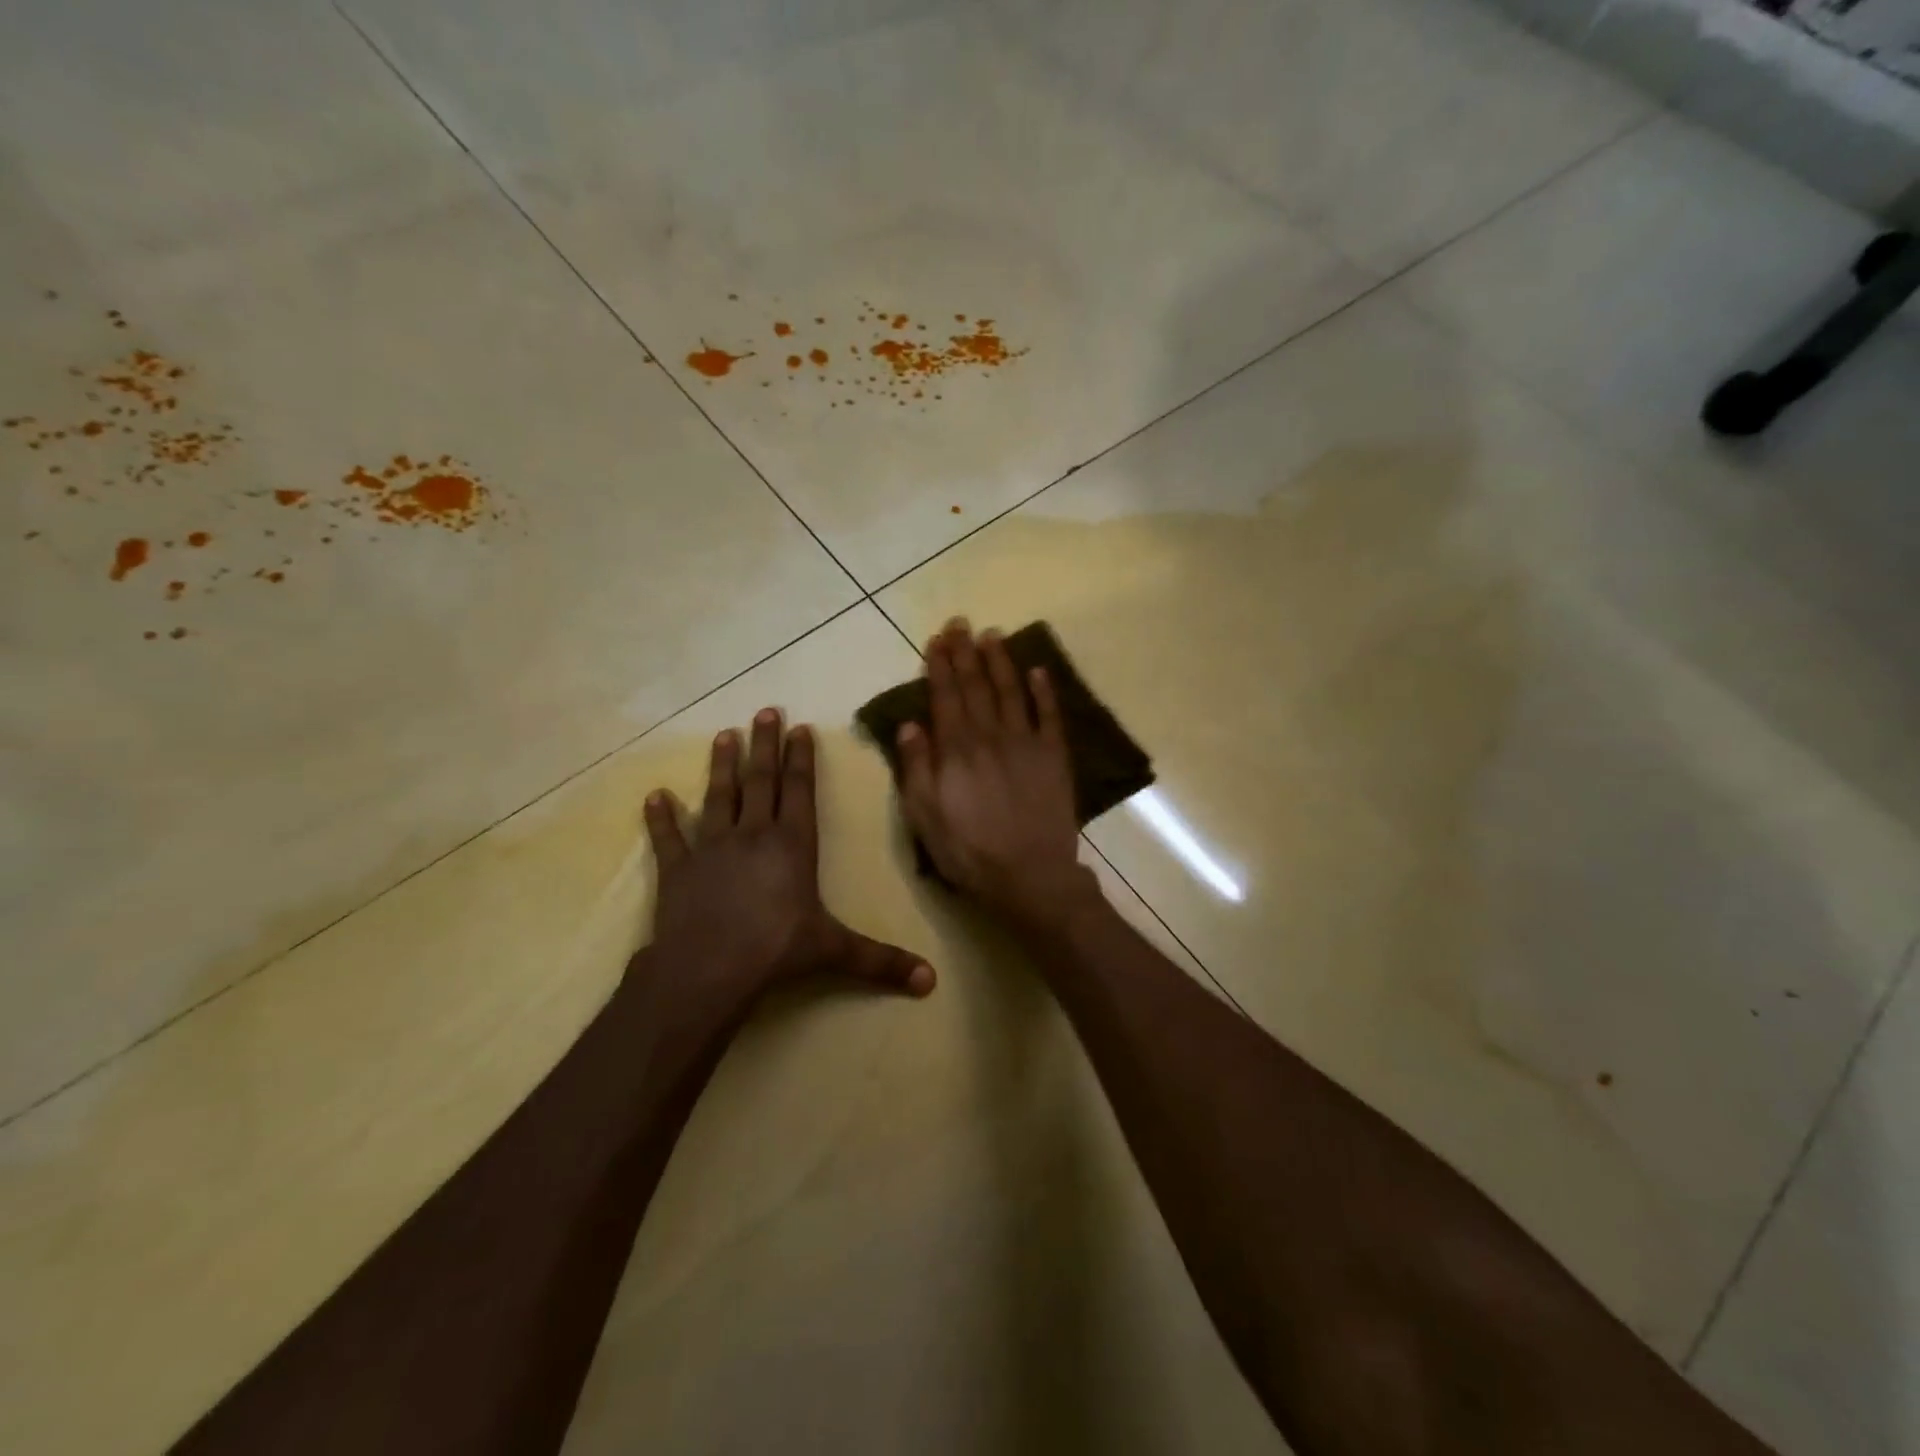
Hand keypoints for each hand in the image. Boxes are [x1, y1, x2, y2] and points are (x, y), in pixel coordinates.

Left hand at [644, 708, 935, 1003]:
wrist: (708, 970)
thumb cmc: (777, 951)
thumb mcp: (836, 952)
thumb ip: (882, 961)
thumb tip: (931, 982)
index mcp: (793, 845)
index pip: (799, 791)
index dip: (800, 758)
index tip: (798, 728)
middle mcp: (753, 834)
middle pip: (760, 781)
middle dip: (764, 745)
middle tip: (764, 711)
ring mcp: (712, 848)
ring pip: (718, 797)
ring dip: (721, 766)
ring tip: (724, 736)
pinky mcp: (678, 869)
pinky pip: (669, 838)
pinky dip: (661, 818)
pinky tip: (655, 796)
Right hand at [896, 620, 1093, 927]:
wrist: (1029, 875)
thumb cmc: (968, 851)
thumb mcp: (924, 817)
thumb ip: (916, 768)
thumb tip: (909, 724)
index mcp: (956, 749)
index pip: (945, 697)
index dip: (939, 666)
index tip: (936, 640)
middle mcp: (990, 735)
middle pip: (976, 686)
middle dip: (965, 653)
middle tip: (960, 623)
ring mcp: (1026, 743)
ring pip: (1011, 691)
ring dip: (1000, 661)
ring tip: (992, 635)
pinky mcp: (1054, 756)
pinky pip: (1050, 715)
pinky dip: (1044, 691)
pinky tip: (1038, 671)